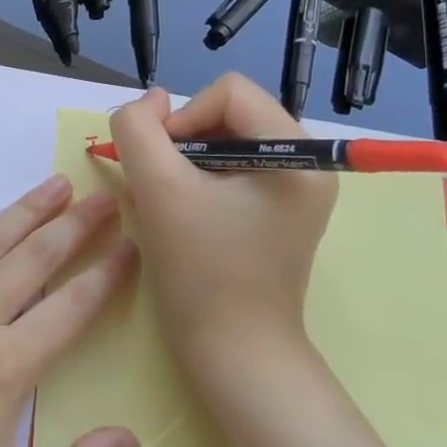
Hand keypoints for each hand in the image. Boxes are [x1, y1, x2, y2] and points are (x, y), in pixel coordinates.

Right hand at [108, 75, 338, 384]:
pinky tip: (179, 211)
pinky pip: (230, 168)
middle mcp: (306, 163)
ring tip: (165, 200)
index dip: (183, 118)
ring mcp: (294, 188)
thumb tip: (152, 101)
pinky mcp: (278, 209)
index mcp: (296, 154)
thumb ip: (139, 128)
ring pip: (224, 139)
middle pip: (228, 113)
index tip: (161, 165)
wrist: (234, 354)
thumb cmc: (201, 271)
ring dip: (184, 161)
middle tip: (159, 185)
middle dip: (183, 141)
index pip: (228, 92)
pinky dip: (197, 179)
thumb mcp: (157, 188)